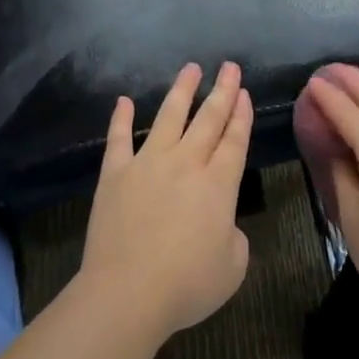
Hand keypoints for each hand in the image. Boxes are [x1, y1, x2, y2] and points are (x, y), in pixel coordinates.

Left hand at [80, 61, 253, 336]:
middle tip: (229, 66)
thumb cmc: (187, 285)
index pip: (235, 140)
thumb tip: (221, 223)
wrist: (127, 293)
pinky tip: (124, 101)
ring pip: (169, 116)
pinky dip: (121, 117)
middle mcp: (186, 163)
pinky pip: (119, 138)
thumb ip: (233, 237)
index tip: (243, 91)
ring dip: (181, 91)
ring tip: (190, 69)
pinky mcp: (115, 173)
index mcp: (218, 184)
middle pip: (208, 119)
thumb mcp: (233, 267)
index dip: (241, 115)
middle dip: (222, 90)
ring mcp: (147, 163)